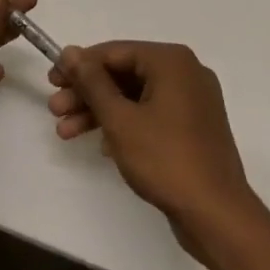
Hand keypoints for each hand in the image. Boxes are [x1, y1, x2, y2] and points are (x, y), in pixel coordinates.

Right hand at [49, 41, 261, 245]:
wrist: (218, 216)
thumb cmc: (165, 159)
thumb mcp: (120, 119)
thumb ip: (92, 82)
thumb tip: (69, 52)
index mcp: (171, 61)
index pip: (114, 52)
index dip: (79, 66)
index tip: (52, 81)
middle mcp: (185, 72)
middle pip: (124, 74)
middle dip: (87, 93)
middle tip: (55, 109)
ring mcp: (193, 101)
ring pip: (135, 97)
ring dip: (100, 112)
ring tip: (65, 132)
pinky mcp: (194, 128)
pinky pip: (151, 114)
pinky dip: (125, 125)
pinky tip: (99, 145)